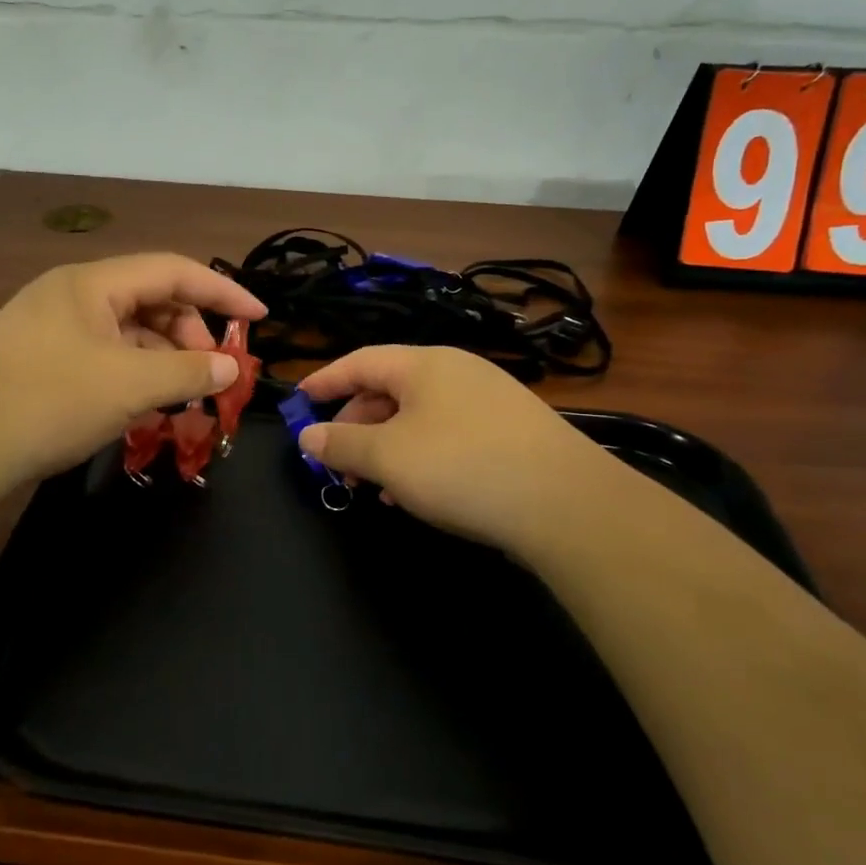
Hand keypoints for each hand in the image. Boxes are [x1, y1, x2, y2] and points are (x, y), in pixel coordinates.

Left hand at [0, 253, 265, 498]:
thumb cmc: (48, 402)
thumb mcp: (129, 385)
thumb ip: (187, 371)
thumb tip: (229, 368)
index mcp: (91, 283)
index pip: (172, 270)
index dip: (222, 291)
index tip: (259, 317)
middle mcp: (70, 295)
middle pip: (149, 298)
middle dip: (190, 331)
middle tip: (211, 373)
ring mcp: (49, 327)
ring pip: (125, 331)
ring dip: (161, 356)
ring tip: (180, 395)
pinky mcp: (37, 360)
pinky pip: (102, 354)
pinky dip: (131, 372)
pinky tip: (141, 404)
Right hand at [297, 346, 614, 556]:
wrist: (566, 503)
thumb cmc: (462, 467)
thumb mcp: (388, 457)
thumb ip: (341, 443)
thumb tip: (307, 435)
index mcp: (424, 364)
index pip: (359, 361)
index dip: (324, 381)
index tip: (299, 402)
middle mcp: (457, 372)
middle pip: (388, 390)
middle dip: (355, 426)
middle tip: (336, 462)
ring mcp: (488, 401)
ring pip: (418, 418)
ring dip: (386, 449)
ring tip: (373, 487)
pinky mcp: (509, 433)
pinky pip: (447, 437)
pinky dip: (420, 459)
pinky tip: (416, 495)